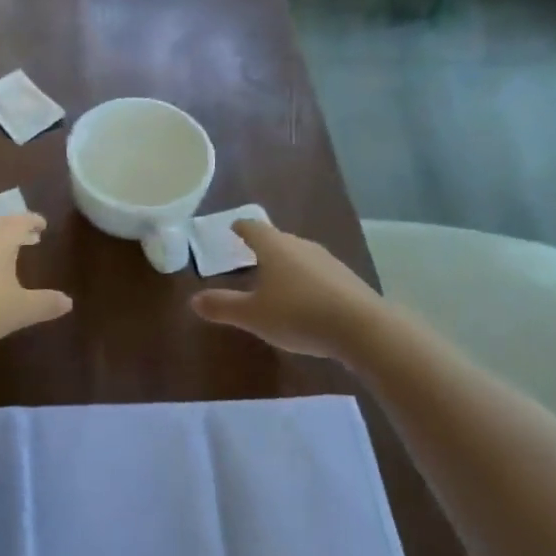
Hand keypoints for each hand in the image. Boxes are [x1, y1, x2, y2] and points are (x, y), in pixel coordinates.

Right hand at [191, 221, 377, 358]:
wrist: (362, 328)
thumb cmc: (298, 314)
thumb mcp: (253, 315)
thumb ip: (223, 306)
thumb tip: (193, 300)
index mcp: (275, 247)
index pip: (253, 228)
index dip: (241, 228)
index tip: (233, 227)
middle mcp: (301, 246)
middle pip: (278, 240)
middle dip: (263, 246)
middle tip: (249, 254)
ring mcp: (328, 262)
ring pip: (300, 256)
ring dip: (286, 264)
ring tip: (275, 279)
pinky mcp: (347, 280)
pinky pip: (318, 274)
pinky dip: (306, 281)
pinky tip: (304, 299)